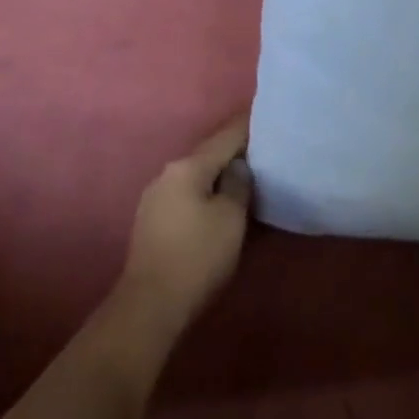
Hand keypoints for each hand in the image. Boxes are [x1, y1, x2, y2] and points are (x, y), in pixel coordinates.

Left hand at [118, 116, 252, 333]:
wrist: (151, 303)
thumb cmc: (198, 256)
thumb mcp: (230, 218)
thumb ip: (237, 184)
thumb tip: (237, 168)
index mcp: (187, 167)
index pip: (225, 137)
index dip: (248, 126)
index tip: (266, 115)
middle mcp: (167, 174)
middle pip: (208, 155)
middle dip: (233, 152)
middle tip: (263, 150)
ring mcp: (155, 197)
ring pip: (196, 176)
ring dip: (218, 175)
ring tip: (245, 176)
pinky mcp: (152, 221)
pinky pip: (186, 194)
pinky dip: (205, 192)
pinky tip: (219, 201)